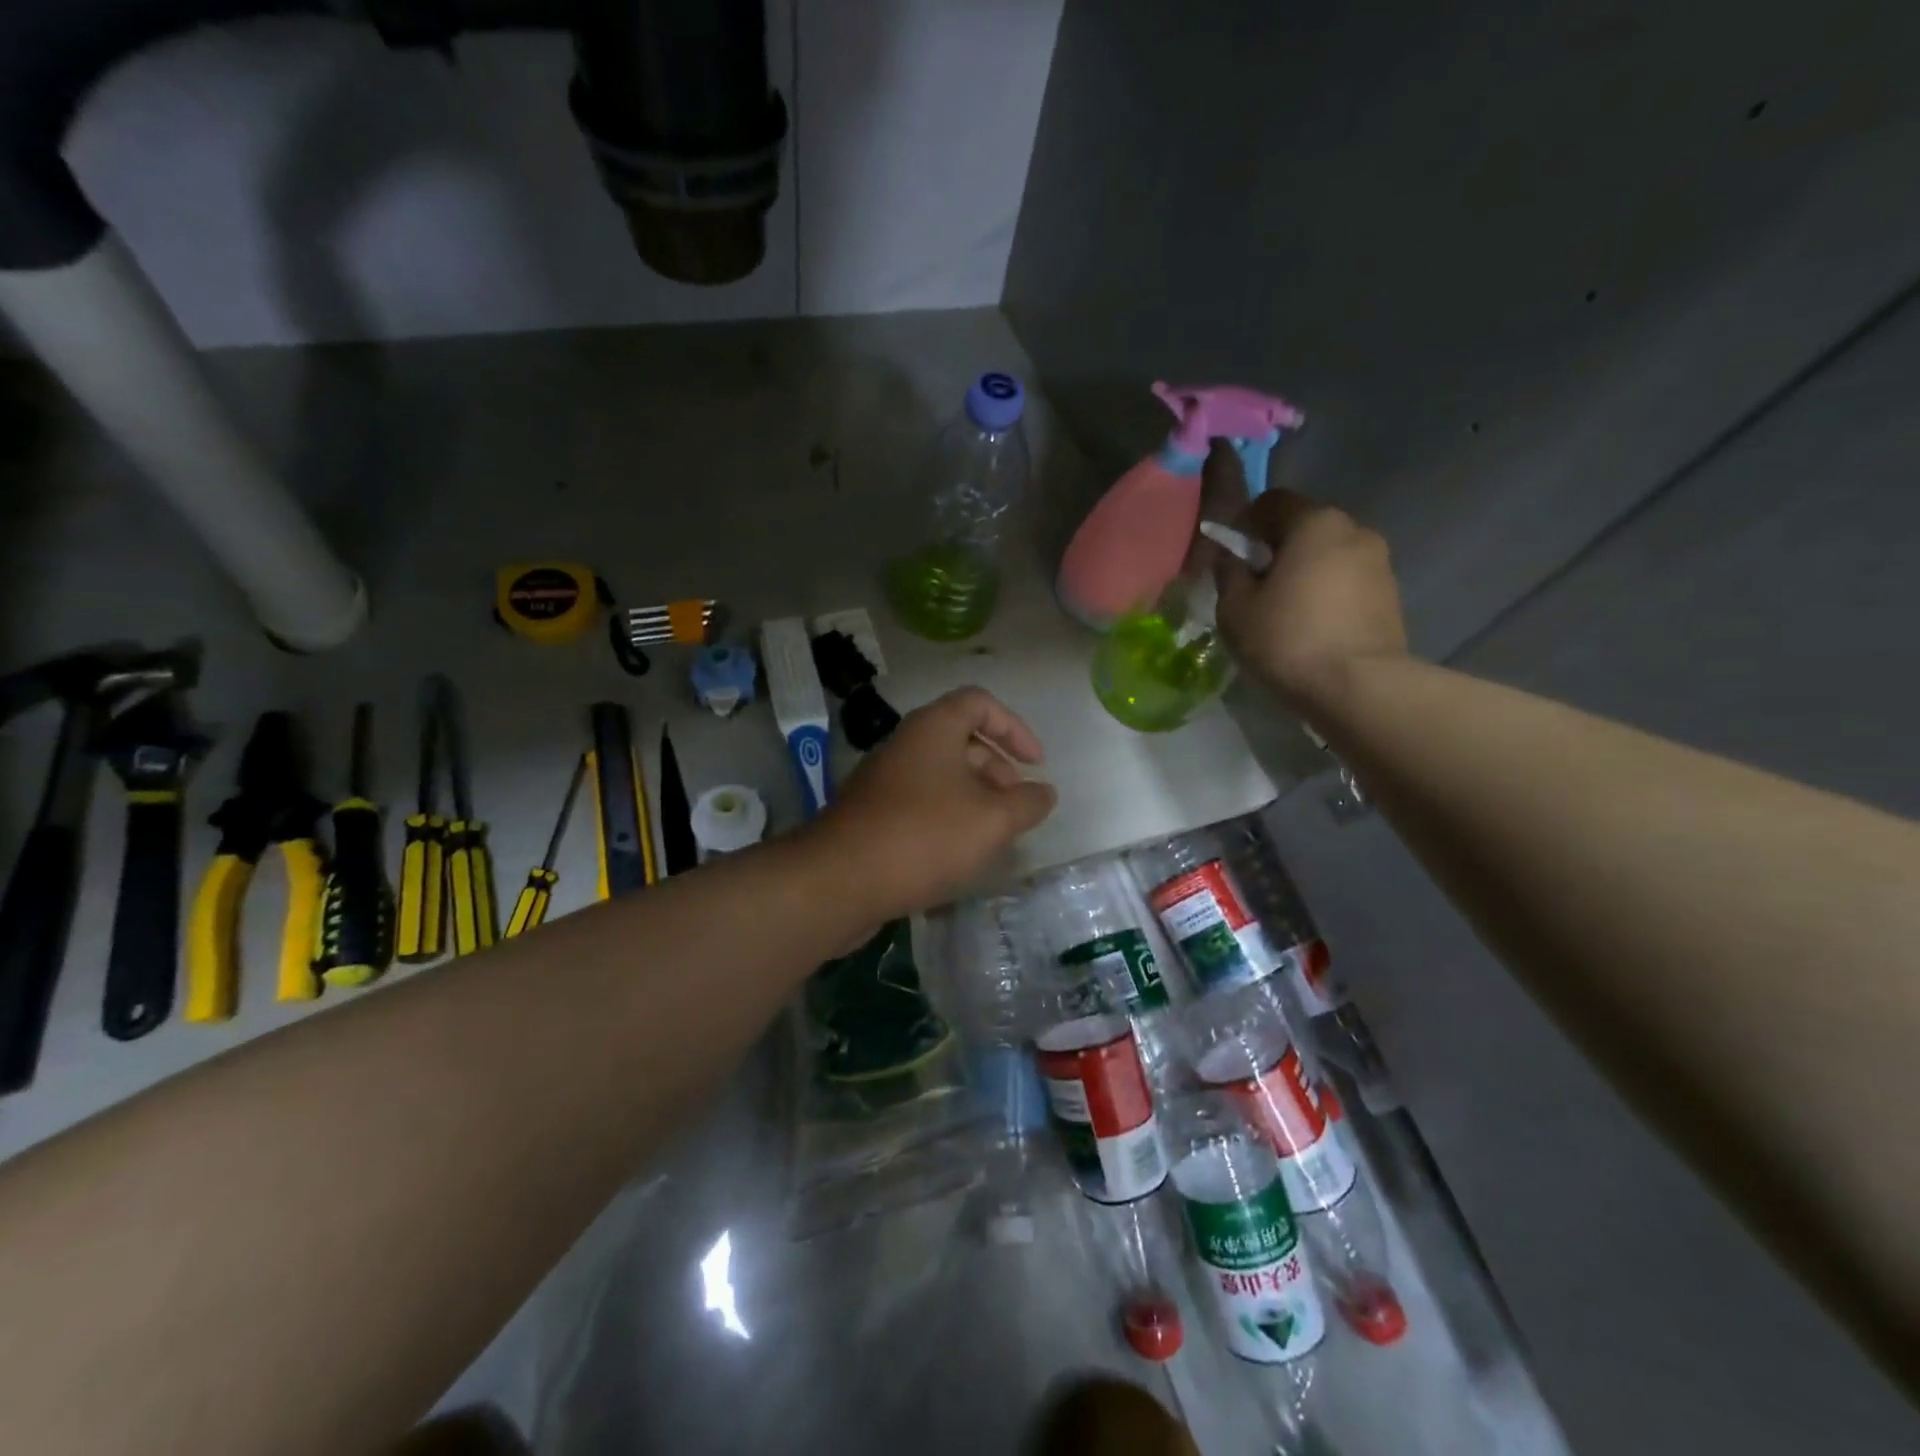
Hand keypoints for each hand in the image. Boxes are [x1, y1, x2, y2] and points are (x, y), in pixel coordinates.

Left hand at [810, 687, 1056, 918]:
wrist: (840, 879)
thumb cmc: (925, 836)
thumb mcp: (993, 820)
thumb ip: (1027, 803)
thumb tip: (1043, 792)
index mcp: (933, 728)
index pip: (979, 702)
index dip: (1014, 728)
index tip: (1036, 764)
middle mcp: (905, 744)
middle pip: (961, 740)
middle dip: (997, 769)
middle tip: (1015, 807)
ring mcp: (883, 779)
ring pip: (940, 775)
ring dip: (974, 797)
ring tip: (992, 836)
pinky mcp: (871, 813)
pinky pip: (919, 802)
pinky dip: (946, 817)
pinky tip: (957, 854)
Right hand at [1215, 489, 1409, 710]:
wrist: (1360, 687)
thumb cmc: (1288, 639)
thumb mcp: (1235, 609)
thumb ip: (1229, 573)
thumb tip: (1233, 559)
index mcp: (1314, 522)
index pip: (1272, 501)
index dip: (1245, 524)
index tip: (1232, 557)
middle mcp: (1354, 529)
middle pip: (1304, 527)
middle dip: (1277, 549)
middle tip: (1255, 587)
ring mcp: (1379, 562)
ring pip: (1329, 555)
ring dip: (1305, 572)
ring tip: (1285, 612)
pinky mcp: (1391, 595)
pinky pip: (1347, 582)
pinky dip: (1327, 594)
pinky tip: (1312, 627)